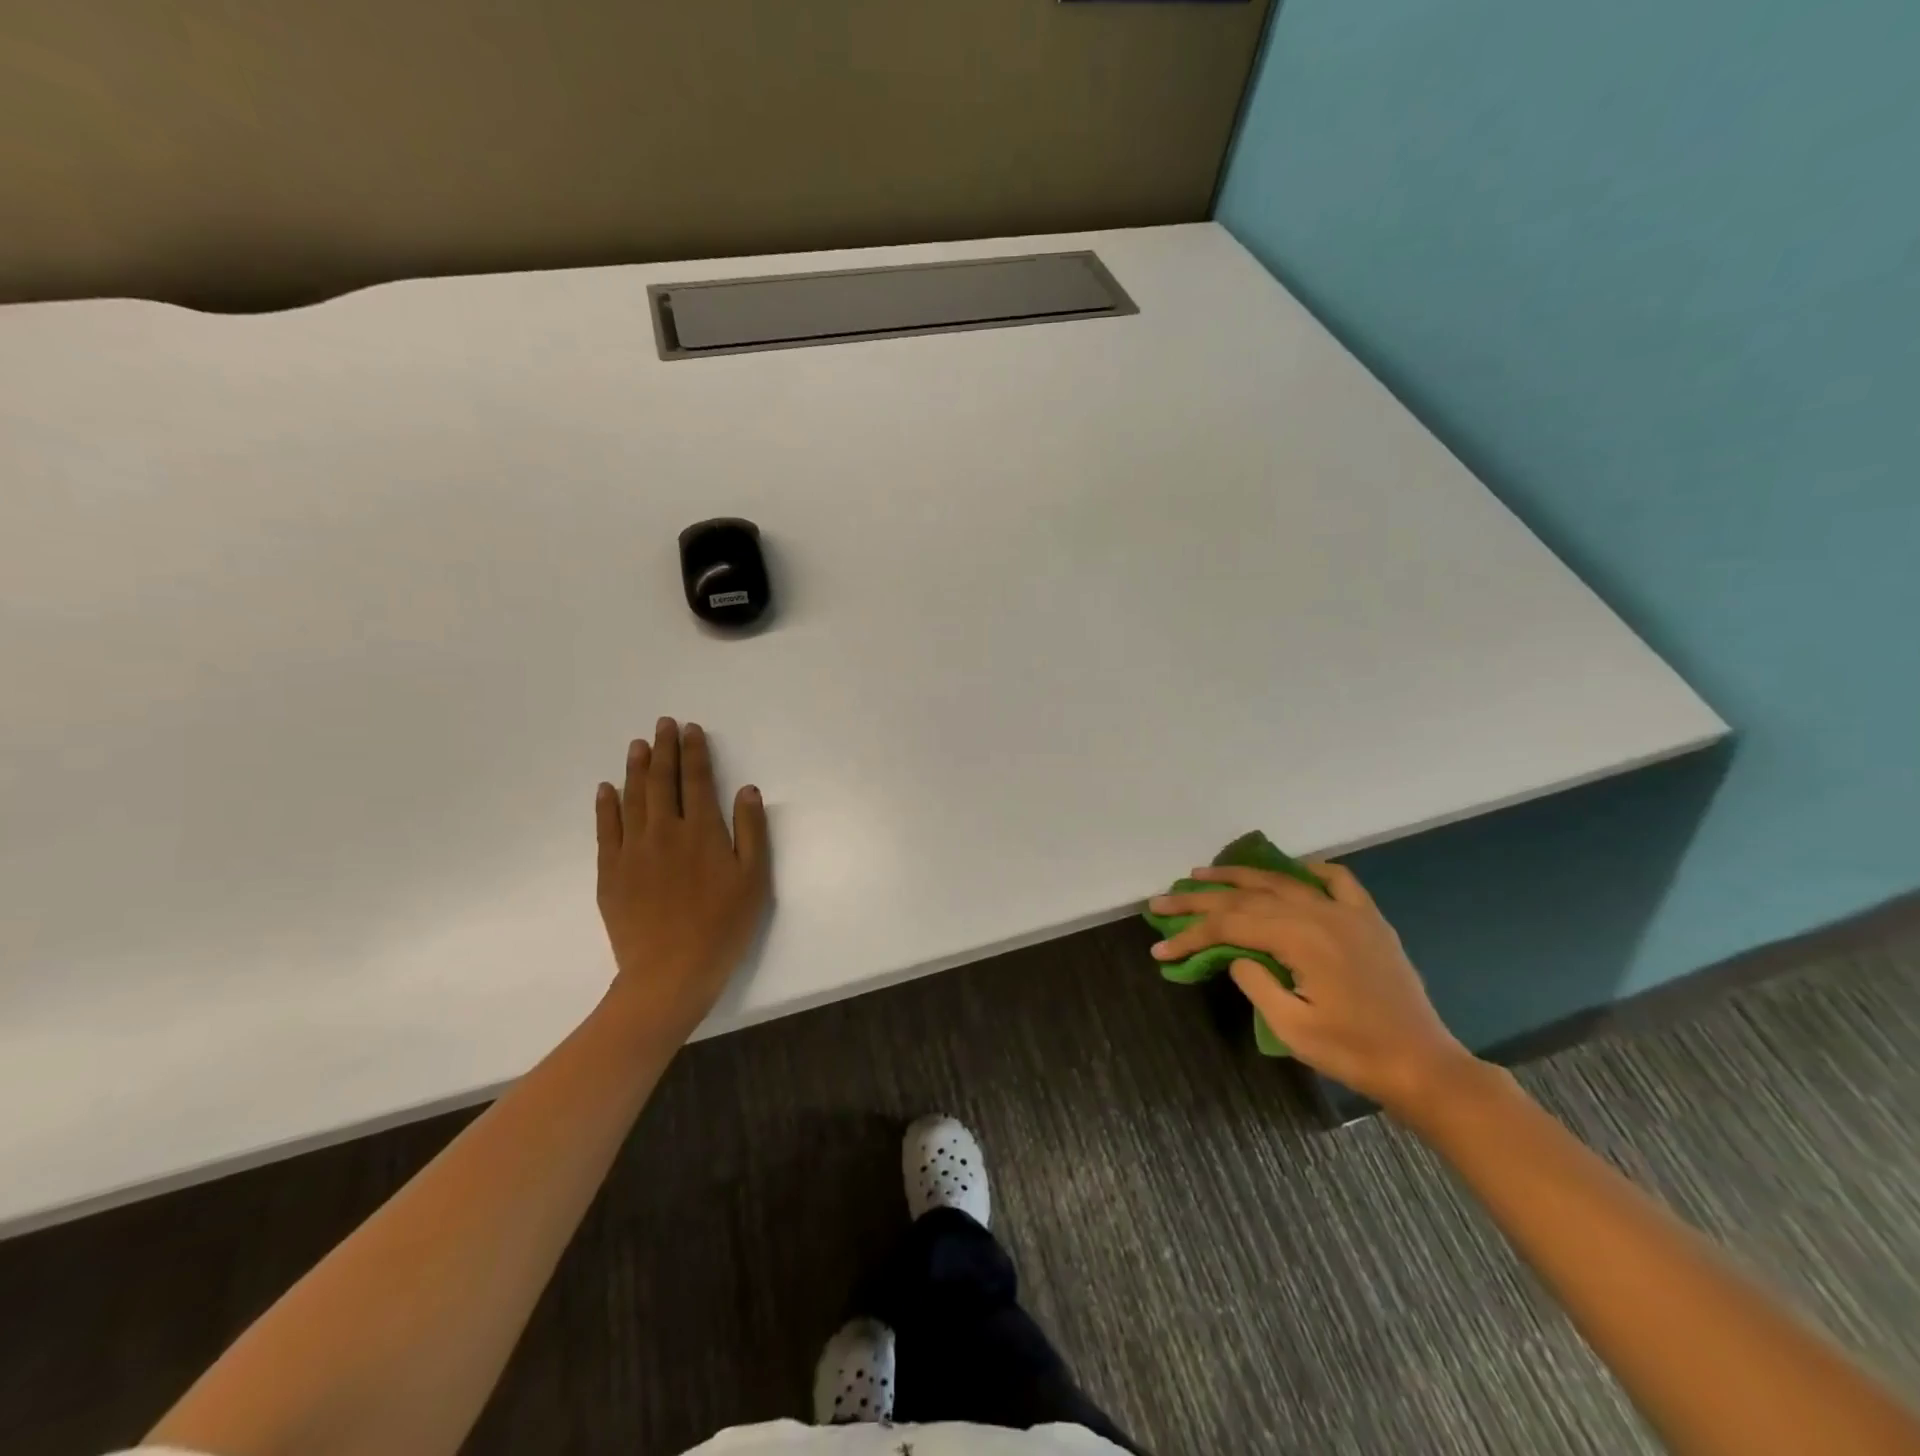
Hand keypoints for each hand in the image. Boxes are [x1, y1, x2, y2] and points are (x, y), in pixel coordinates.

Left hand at [594, 718, 770, 1039]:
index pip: (696, 780)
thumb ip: (751, 831)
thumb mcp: (754, 879)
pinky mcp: (610, 872)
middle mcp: (664, 831)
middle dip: (664, 749)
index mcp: (702, 831)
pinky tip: (607, 788)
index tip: (691, 729)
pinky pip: (606, 829)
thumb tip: (747, 790)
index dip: (694, 752)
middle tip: (662, 724)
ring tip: (637, 745)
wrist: (670, 973)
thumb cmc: (722, 926)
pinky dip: (606, 805)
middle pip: (662, 781)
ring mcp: (632, 850)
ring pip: (632, 798)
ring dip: (635, 768)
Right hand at [1147, 861, 1473, 1113]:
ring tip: (1203, 873)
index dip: (1190, 935)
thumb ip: (1255, 982)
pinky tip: (1294, 870)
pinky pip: (1337, 881)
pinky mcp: (1368, 920)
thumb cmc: (1354, 1052)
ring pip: (1282, 881)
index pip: (1229, 926)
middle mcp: (1319, 913)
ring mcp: (1347, 912)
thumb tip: (1235, 955)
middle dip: (1199, 900)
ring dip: (1238, 876)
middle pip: (1246, 897)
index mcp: (1299, 938)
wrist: (1423, 1066)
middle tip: (1162, 900)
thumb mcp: (1291, 1026)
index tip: (1159, 947)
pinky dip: (1311, 871)